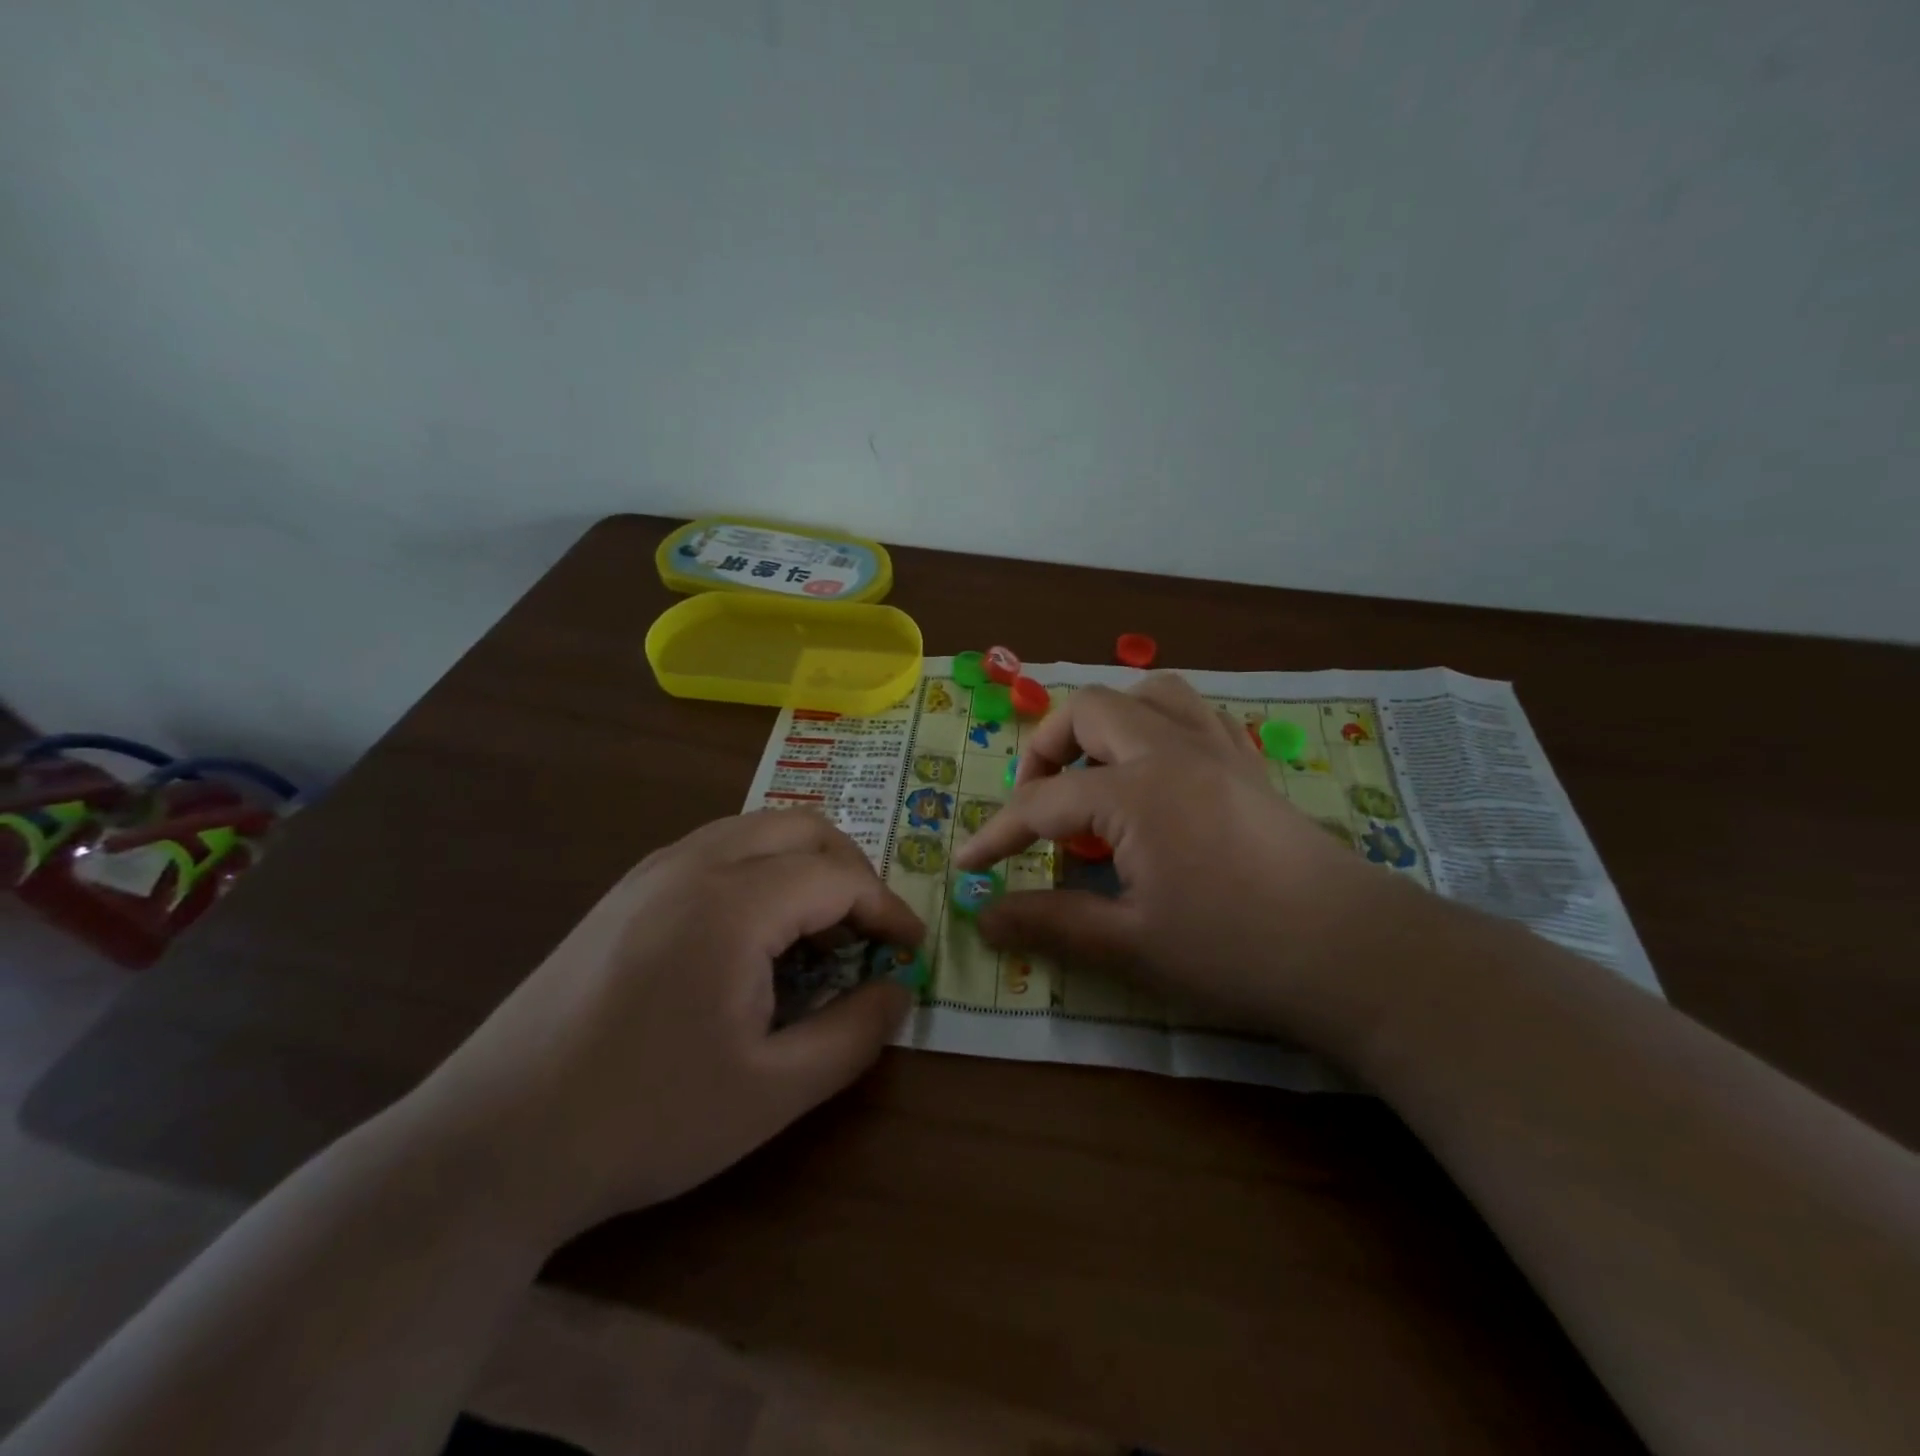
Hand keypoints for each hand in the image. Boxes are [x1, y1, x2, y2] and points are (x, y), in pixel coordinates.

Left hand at [399, 811, 922, 1243]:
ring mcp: (651, 871)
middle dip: (851, 871)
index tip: (912, 948)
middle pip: (801, 827)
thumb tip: (898, 992)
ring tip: (820, 932)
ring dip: (804, 865)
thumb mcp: (772, 1092)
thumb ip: (852, 1035)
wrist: (493, 1142)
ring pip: (755, 830)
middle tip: (870, 931)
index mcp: (732, 903)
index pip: (837, 877)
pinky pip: (716, 850)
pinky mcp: (625, 892)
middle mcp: (693, 863)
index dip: (888, 909)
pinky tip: (755, 936)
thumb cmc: (645, 1119)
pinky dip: (760, 871)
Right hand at [954, 676, 1414, 1040]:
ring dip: (1109, 723)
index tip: (968, 863)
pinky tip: (1158, 775)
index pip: (1041, 802)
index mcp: (1135, 792)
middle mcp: (1171, 751)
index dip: (997, 834)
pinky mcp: (1248, 764)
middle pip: (1089, 711)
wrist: (1352, 952)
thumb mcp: (1130, 944)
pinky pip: (1195, 715)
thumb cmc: (1234, 950)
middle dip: (1047, 749)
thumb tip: (983, 919)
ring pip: (1150, 694)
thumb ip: (1050, 922)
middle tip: (1038, 802)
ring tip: (1097, 773)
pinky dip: (1160, 727)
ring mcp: (1217, 749)